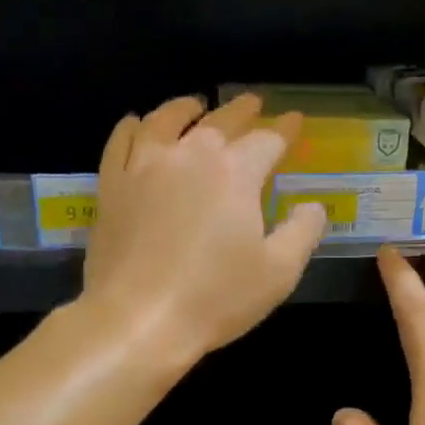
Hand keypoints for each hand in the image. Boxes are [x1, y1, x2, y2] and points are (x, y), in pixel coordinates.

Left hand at [81, 93, 326, 365]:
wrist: (137, 320)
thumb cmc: (215, 298)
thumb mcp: (279, 272)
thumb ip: (303, 231)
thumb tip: (312, 206)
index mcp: (235, 172)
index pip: (267, 139)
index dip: (285, 129)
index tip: (294, 121)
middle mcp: (189, 154)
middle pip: (220, 120)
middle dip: (242, 110)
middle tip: (254, 103)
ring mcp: (144, 166)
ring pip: (166, 119)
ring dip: (186, 108)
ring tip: (196, 105)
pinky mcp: (112, 185)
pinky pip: (121, 141)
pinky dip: (134, 127)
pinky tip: (139, 126)